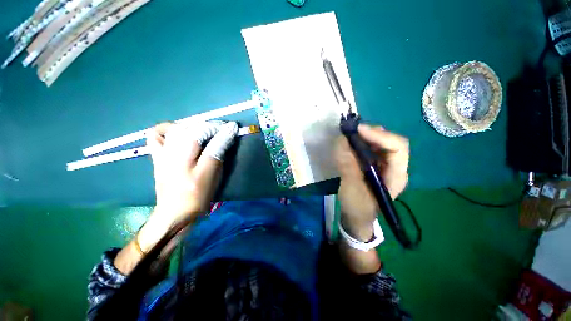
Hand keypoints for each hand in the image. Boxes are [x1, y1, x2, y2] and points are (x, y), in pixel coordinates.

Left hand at [146, 120, 237, 227]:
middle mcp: (176, 157)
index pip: (211, 142)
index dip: (224, 132)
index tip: (233, 127)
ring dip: (194, 125)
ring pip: (177, 129)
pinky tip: (177, 133)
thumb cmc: (199, 197)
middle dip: (211, 126)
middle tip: (221, 128)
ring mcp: (163, 156)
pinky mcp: (156, 157)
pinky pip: (155, 136)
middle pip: (194, 131)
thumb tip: (226, 137)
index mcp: (195, 167)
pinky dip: (166, 130)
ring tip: (204, 130)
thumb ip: (219, 154)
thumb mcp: (214, 177)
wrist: (174, 212)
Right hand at [335, 124, 408, 240]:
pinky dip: (361, 143)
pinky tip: (351, 144)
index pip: (398, 148)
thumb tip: (341, 141)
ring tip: (350, 135)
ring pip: (380, 143)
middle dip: (372, 134)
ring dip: (366, 137)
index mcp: (396, 176)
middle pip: (391, 142)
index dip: (380, 136)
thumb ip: (347, 164)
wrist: (356, 217)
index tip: (359, 131)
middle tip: (353, 131)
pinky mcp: (374, 166)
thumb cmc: (358, 207)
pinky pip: (371, 149)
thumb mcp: (352, 188)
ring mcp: (384, 166)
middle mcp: (394, 167)